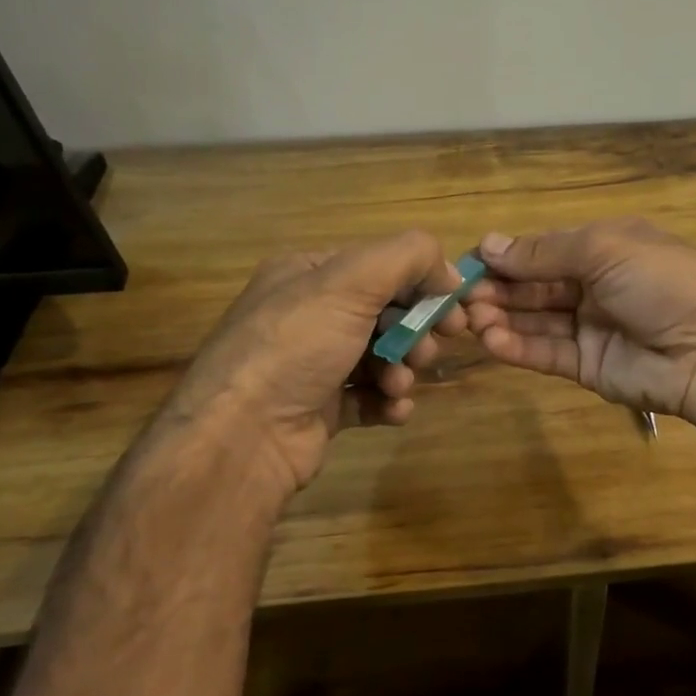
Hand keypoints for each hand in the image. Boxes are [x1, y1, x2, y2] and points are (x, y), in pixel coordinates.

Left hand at [156, 230, 467, 501]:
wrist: (243, 438)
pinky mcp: (321, 407)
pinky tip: (395, 409)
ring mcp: (313, 363)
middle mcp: (308, 314)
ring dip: (403, 368)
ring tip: (399, 384)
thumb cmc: (296, 347)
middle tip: (429, 350)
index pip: (380, 266)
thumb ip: (408, 258)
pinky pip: (370, 395)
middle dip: (414, 330)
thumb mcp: (351, 282)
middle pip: (385, 311)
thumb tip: (450, 272)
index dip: (421, 283)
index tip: (453, 307)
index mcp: (307, 274)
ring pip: (382, 355)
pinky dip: (389, 401)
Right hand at [465, 218, 695, 423]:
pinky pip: (546, 353)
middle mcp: (595, 286)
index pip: (544, 250)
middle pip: (535, 287)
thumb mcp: (605, 249)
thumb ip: (545, 251)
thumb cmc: (661, 281)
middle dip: (499, 289)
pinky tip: (490, 341)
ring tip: (470, 319)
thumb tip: (489, 244)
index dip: (508, 256)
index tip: (469, 262)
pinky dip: (517, 347)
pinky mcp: (588, 367)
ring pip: (536, 321)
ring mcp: (591, 329)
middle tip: (461, 296)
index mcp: (604, 249)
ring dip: (502, 318)